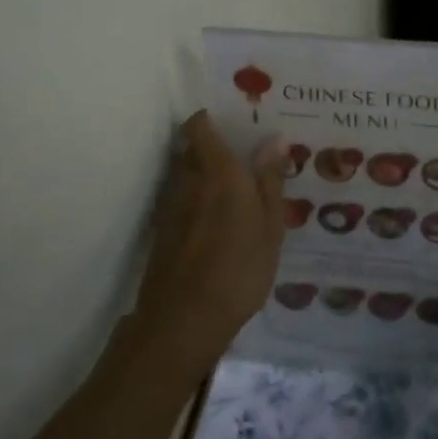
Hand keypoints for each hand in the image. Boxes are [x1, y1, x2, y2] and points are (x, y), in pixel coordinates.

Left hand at [129, 111, 288, 379]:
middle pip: (193, 148)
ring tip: (236, 190)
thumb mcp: (269, 225)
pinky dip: (198, 202)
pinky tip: (219, 222)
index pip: (200, 126)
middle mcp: (188, 180)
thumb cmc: (239, 268)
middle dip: (214, 147)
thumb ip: (270, 180)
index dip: (212, 117)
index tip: (236, 120)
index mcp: (218, 171)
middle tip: (246, 156)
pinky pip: (183, 201)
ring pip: (187, 175)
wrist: (183, 321)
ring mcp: (171, 207)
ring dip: (206, 176)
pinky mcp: (163, 232)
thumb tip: (274, 139)